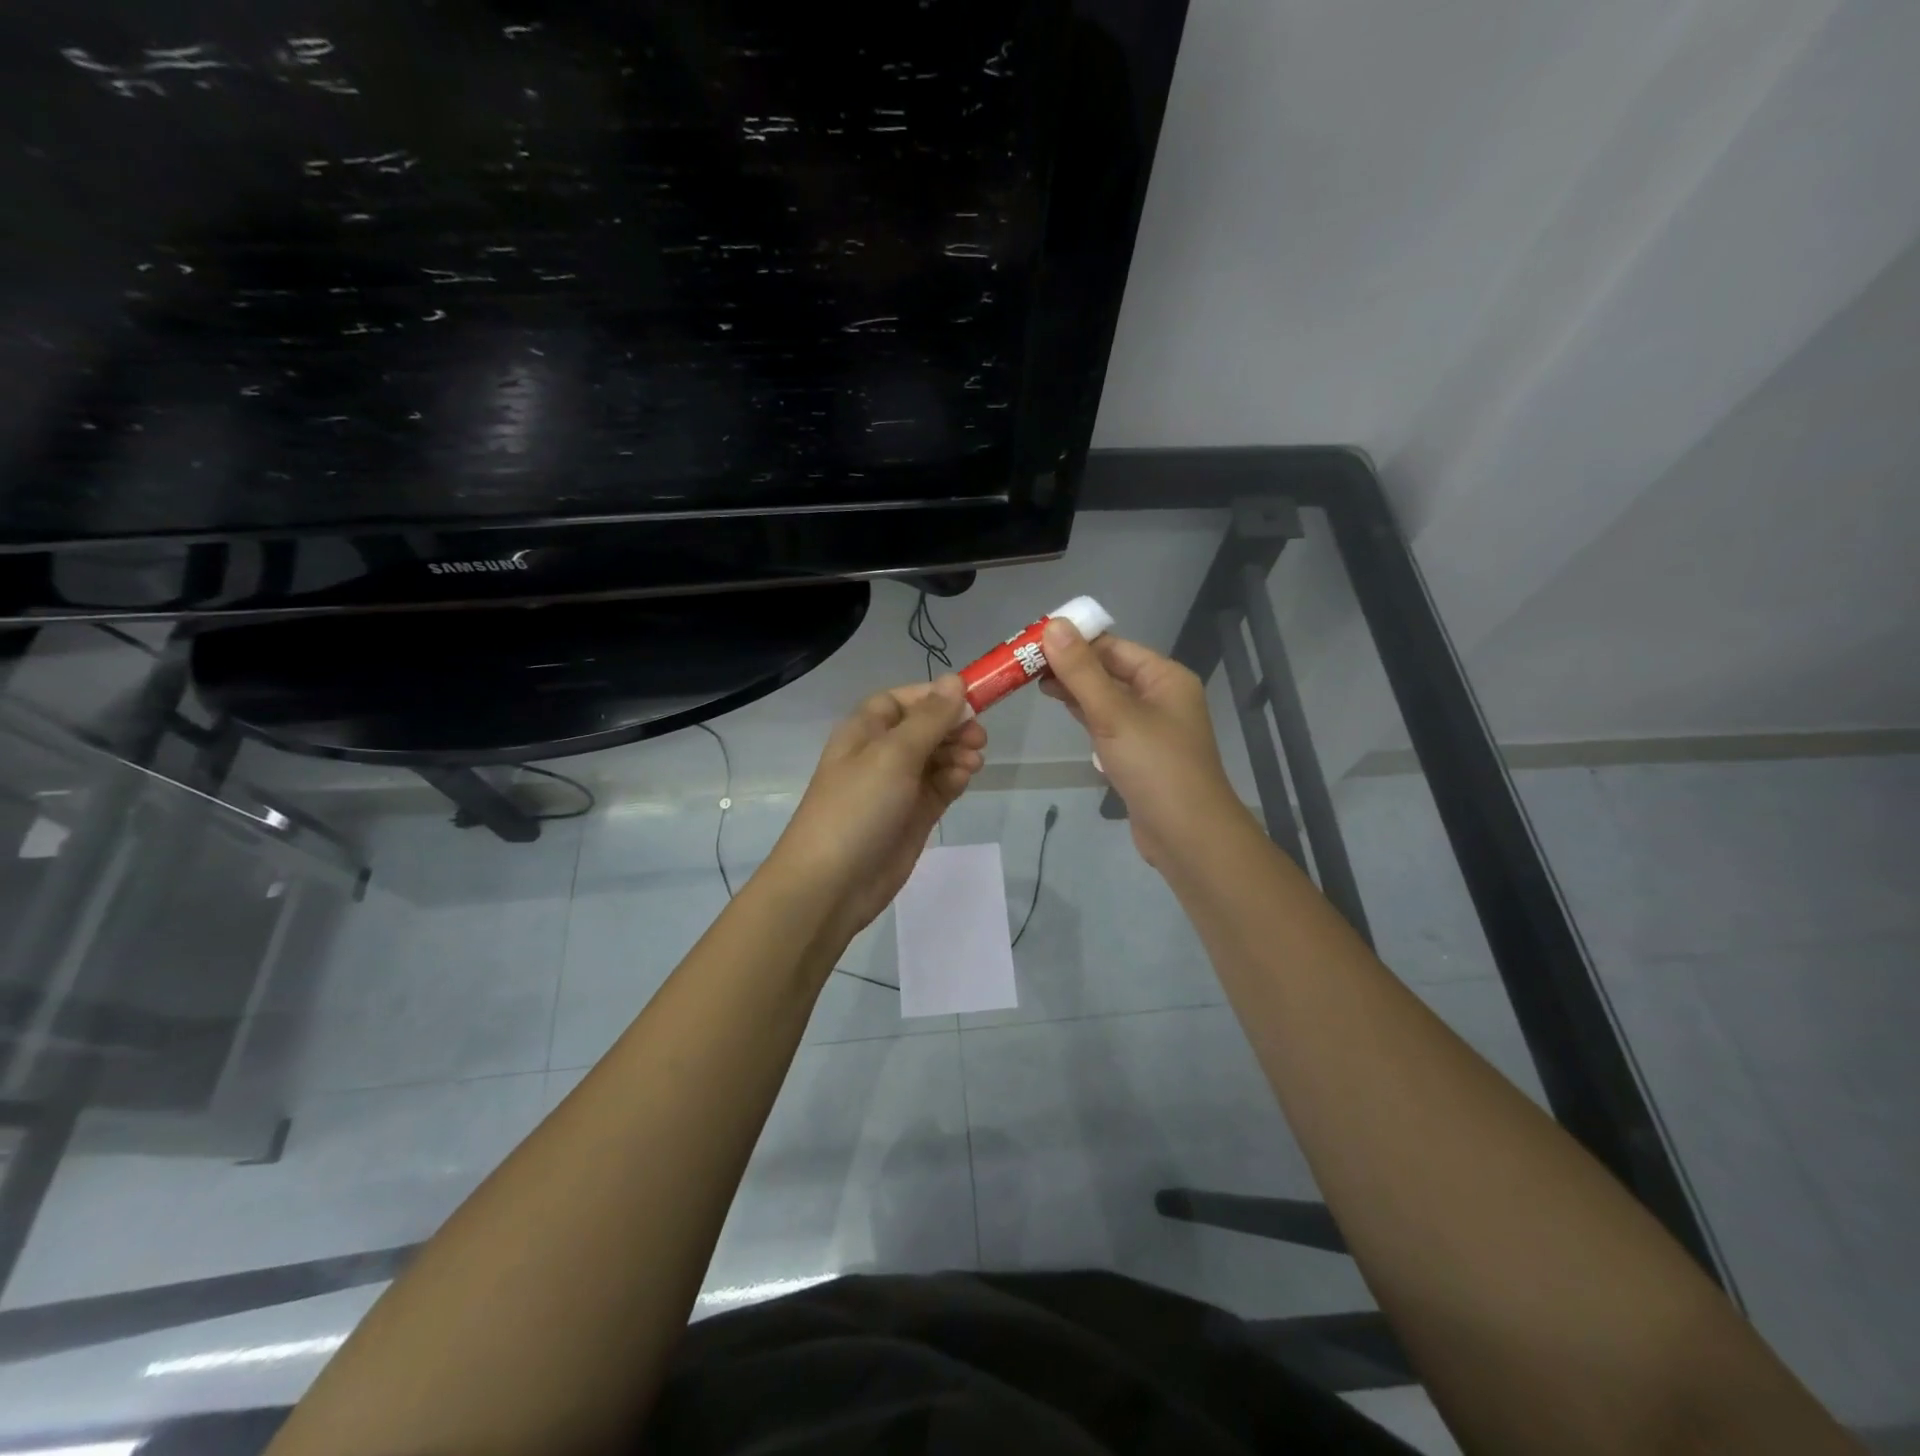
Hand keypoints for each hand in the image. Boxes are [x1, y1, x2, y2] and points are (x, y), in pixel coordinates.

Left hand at [767, 674, 986, 941]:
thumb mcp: (894, 754)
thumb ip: (930, 719)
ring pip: (936, 757)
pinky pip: (939, 787)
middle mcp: (880, 754)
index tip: (969, 699)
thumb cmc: (857, 807)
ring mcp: (897, 787)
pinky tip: (964, 779)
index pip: (901, 700)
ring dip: (957, 753)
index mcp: (864, 731)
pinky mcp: (913, 816)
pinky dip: (954, 779)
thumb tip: (954, 680)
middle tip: (979, 736)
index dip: (933, 697)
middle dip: (952, 727)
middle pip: (924, 728)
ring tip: (974, 762)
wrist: (832, 883)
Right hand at [1038, 621, 1248, 867]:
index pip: (1113, 646)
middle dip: (1071, 666)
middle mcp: (1162, 696)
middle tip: (1024, 665)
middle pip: (1110, 670)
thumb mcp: (1113, 714)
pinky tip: (1064, 713)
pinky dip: (1087, 717)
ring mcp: (1152, 728)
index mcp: (1165, 677)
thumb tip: (1054, 625)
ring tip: (1034, 685)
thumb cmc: (1154, 767)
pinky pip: (1110, 725)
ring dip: (1076, 691)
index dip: (1074, 641)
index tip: (1032, 642)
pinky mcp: (1141, 755)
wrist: (1188, 836)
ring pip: (1108, 699)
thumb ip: (1081, 672)